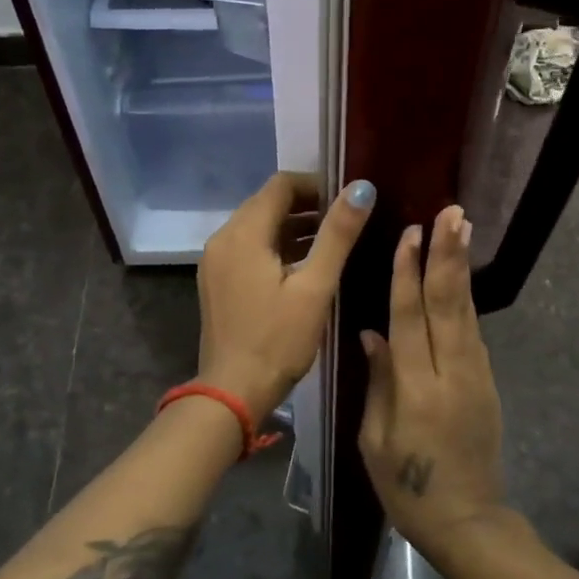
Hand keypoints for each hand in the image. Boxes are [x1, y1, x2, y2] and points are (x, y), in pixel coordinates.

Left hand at [196, 173, 375, 422]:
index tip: (348, 199)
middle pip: (267, 203)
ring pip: (258, 227)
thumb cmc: (278, 341)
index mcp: (243, 233)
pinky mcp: (217, 282)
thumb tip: (362, 188)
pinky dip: (277, 247)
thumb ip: (338, 234)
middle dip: (307, 205)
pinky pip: (249, 249)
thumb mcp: (315, 287)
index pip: (281, 185)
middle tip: (346, 219)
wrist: (232, 394)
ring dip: (293, 227)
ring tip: (333, 241)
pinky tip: (305, 265)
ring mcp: (216, 262)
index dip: (316, 184)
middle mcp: (223, 238)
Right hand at [358, 205, 508, 553]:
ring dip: (461, 267)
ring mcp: (475, 376)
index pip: (409, 319)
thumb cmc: (407, 487)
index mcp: (415, 389)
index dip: (407, 274)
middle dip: (447, 255)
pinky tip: (460, 276)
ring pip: (465, 311)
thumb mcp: (375, 440)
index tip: (411, 234)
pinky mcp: (487, 382)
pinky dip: (465, 299)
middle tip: (451, 212)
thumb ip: (378, 381)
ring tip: (462, 227)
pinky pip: (472, 332)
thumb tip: (372, 332)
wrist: (467, 520)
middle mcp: (450, 373)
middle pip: (447, 304)